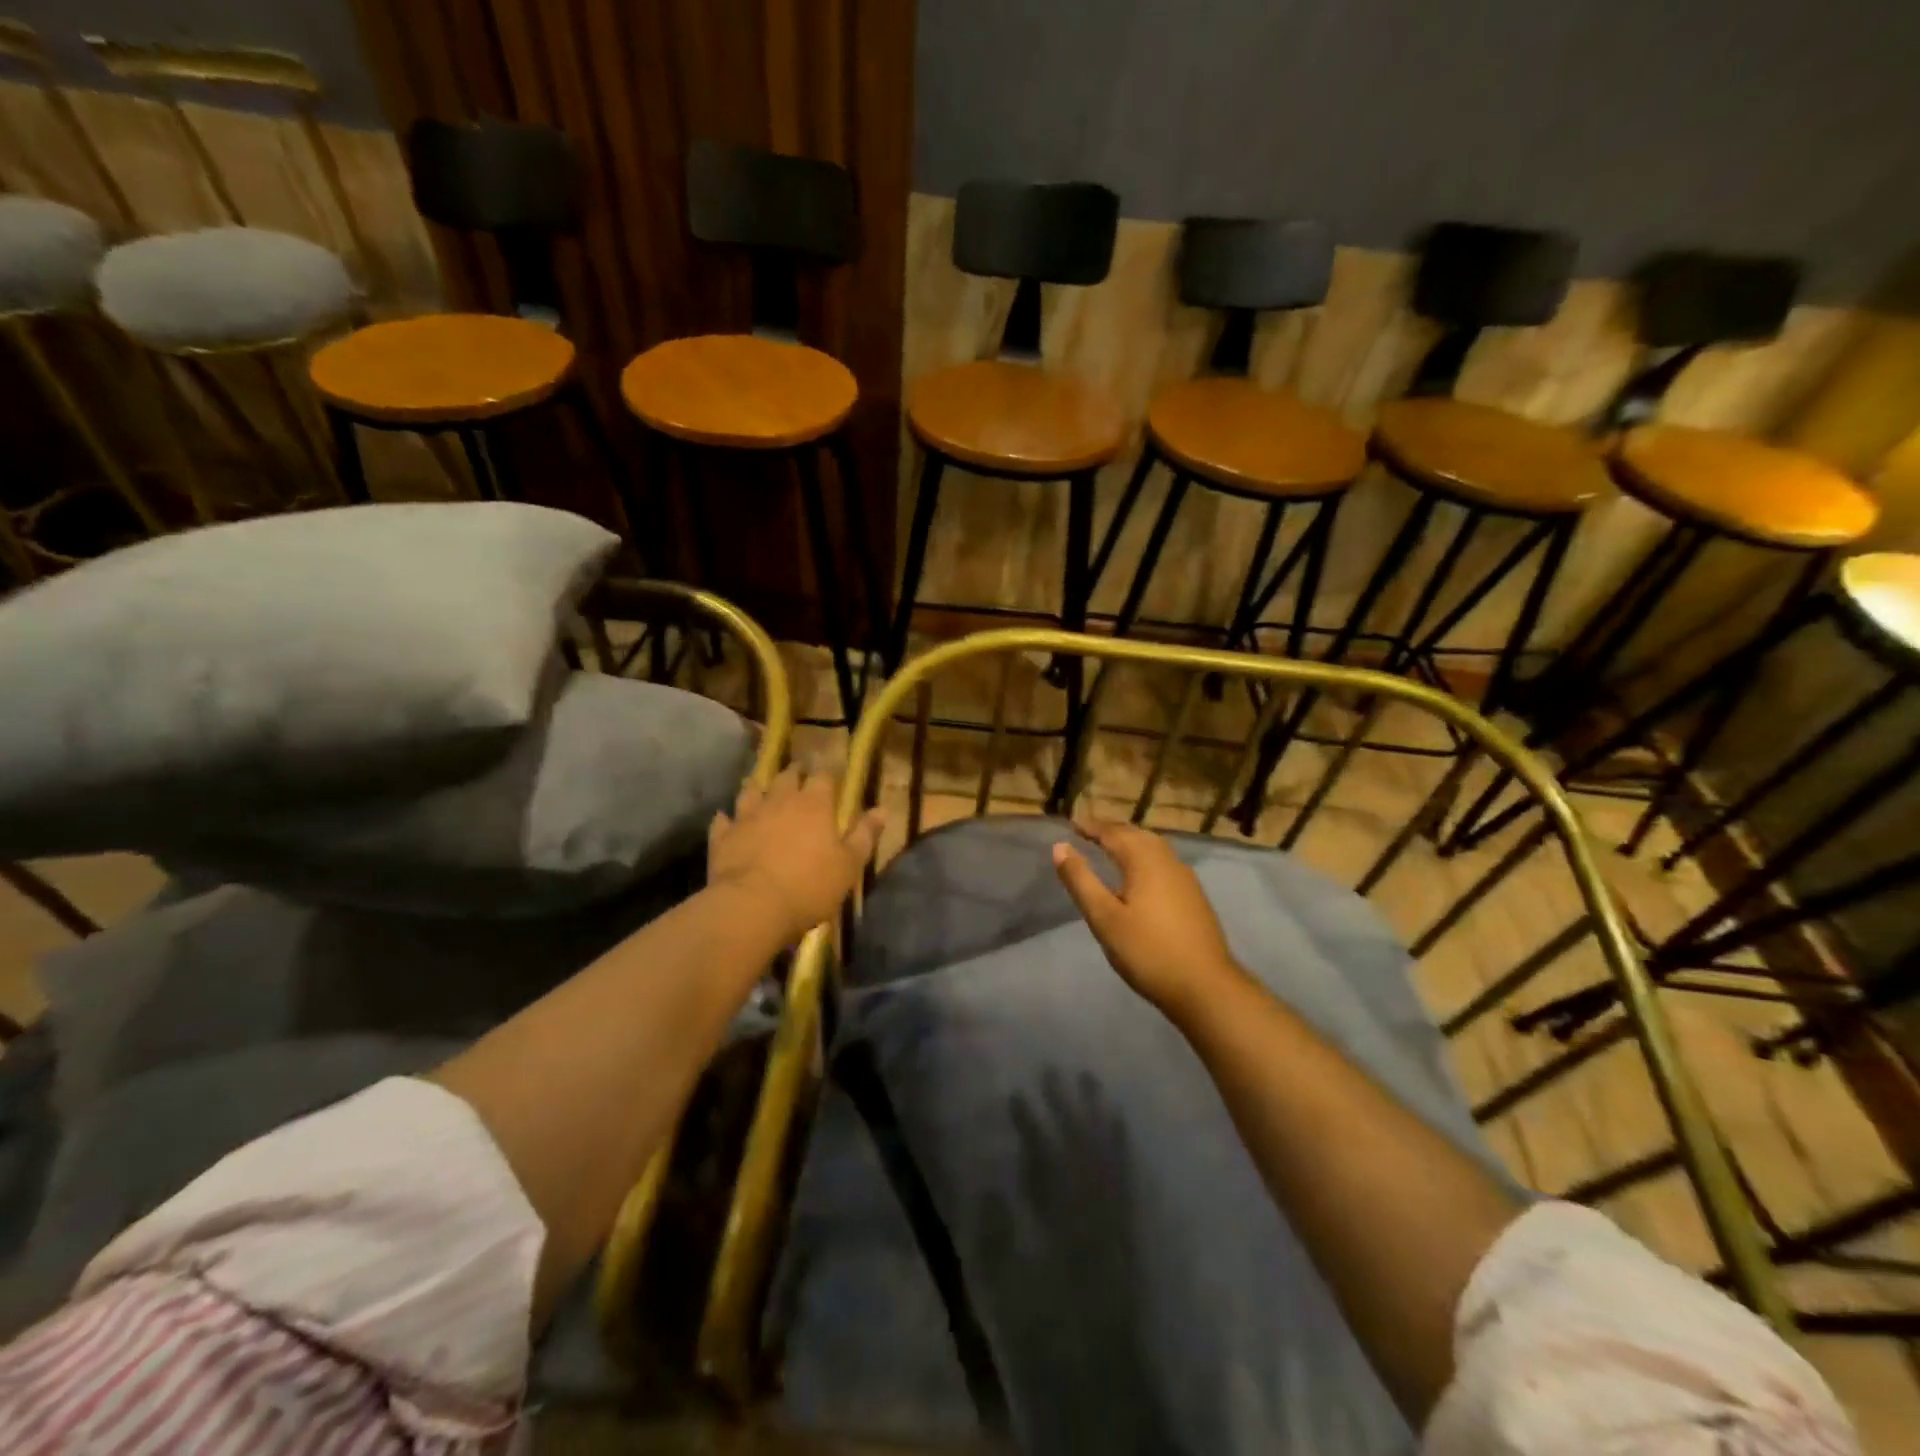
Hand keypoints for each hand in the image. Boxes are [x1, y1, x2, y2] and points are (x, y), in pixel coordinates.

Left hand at [708, 766, 884, 944]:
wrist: (752, 907)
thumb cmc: (810, 886)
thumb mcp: (849, 865)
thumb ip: (864, 835)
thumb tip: (882, 809)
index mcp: (815, 804)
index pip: (824, 775)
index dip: (828, 770)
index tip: (831, 768)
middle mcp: (780, 800)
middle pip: (786, 776)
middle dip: (794, 772)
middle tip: (798, 772)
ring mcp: (747, 815)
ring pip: (751, 790)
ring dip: (758, 787)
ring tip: (762, 787)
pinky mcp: (723, 835)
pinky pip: (723, 820)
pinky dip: (727, 818)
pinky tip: (727, 819)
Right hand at [1052, 817, 1243, 1018]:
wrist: (1205, 986)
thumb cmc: (1147, 951)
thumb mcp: (1104, 917)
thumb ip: (1081, 880)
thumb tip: (1060, 846)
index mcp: (1144, 860)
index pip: (1112, 833)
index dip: (1091, 827)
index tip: (1071, 823)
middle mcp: (1167, 860)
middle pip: (1136, 834)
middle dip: (1111, 830)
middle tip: (1088, 832)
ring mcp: (1184, 877)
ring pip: (1153, 847)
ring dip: (1130, 841)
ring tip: (1111, 847)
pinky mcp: (1194, 895)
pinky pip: (1163, 861)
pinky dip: (1144, 856)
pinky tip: (1140, 873)